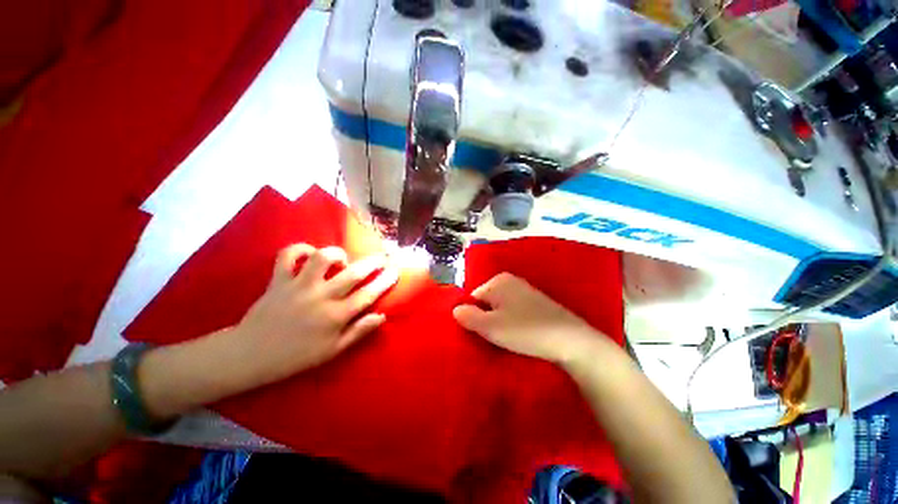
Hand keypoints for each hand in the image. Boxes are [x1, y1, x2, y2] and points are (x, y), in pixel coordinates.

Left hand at [235, 244, 398, 383]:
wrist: (250, 355)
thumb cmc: (295, 356)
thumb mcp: (332, 351)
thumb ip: (359, 332)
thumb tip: (382, 316)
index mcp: (335, 316)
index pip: (368, 295)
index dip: (384, 281)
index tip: (395, 272)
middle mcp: (320, 297)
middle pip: (353, 273)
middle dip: (372, 262)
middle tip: (381, 257)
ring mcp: (298, 285)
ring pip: (322, 258)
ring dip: (337, 254)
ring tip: (343, 259)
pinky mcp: (278, 279)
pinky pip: (288, 255)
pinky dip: (300, 249)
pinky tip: (310, 253)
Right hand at [453, 273, 605, 363]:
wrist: (570, 340)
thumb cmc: (525, 331)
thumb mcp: (491, 327)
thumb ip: (468, 317)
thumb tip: (454, 309)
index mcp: (497, 281)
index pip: (473, 298)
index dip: (473, 317)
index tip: (481, 334)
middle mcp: (510, 280)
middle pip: (486, 302)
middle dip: (486, 319)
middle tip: (494, 337)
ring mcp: (524, 290)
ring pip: (500, 307)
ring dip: (499, 322)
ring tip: (507, 338)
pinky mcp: (535, 302)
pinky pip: (514, 310)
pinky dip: (512, 321)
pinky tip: (520, 334)